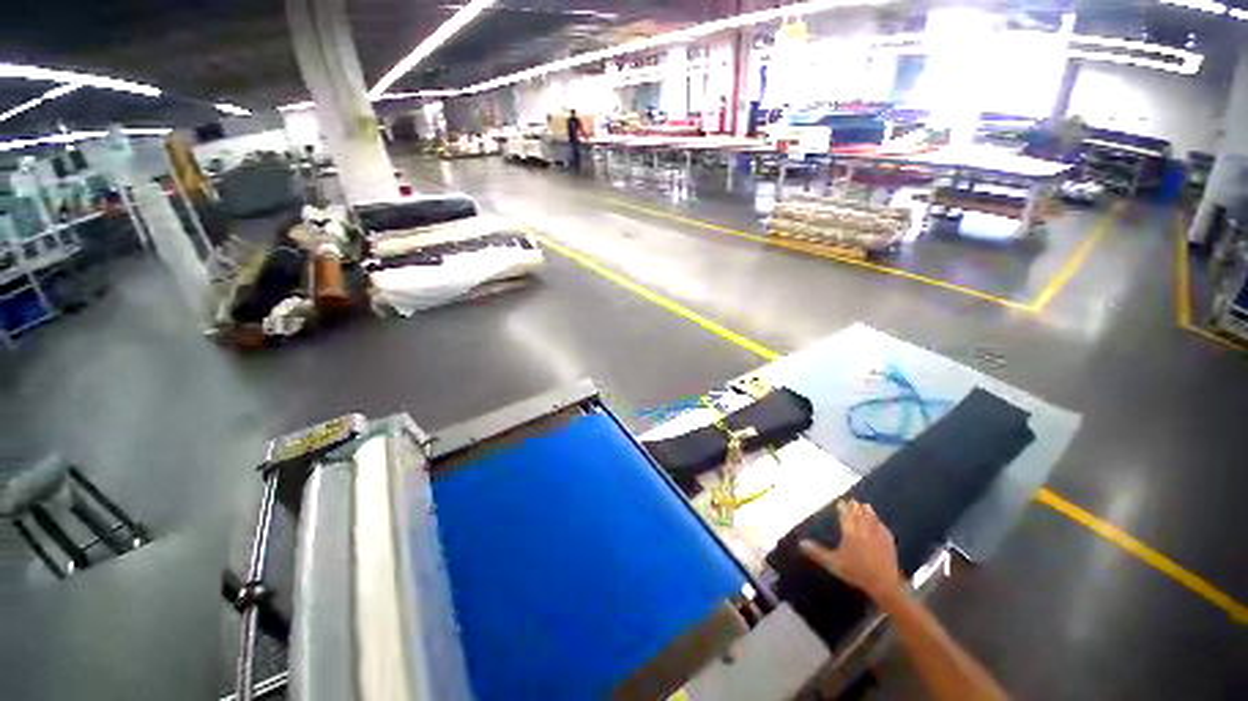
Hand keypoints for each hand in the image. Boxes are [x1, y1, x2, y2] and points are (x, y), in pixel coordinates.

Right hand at [799, 499, 904, 603]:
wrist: (884, 583)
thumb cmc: (856, 572)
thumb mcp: (833, 563)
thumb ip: (817, 552)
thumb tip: (800, 543)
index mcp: (850, 532)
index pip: (845, 514)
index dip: (842, 507)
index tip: (840, 502)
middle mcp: (863, 529)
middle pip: (859, 513)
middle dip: (855, 506)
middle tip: (852, 500)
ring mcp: (877, 534)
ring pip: (872, 518)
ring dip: (868, 511)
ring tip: (865, 506)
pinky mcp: (888, 541)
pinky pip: (883, 527)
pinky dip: (879, 522)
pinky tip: (880, 523)